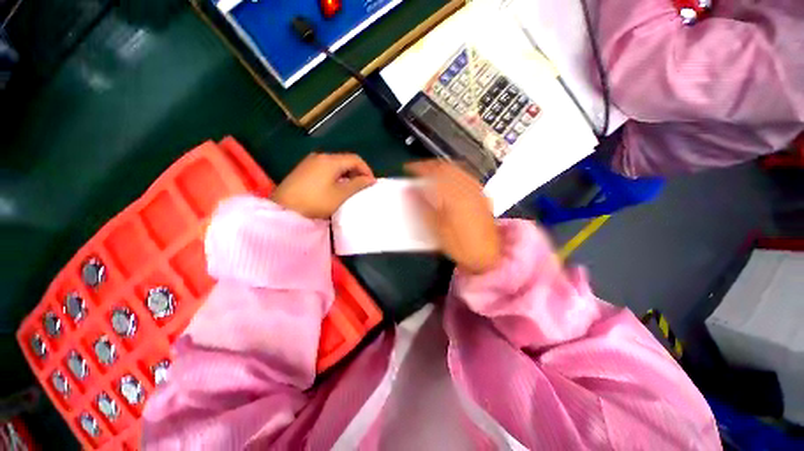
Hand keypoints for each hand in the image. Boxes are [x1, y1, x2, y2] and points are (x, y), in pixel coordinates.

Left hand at [271, 152, 375, 218]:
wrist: (284, 209)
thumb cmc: (316, 201)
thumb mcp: (341, 195)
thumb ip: (358, 185)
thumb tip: (370, 179)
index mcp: (330, 160)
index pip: (355, 159)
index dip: (366, 170)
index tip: (371, 184)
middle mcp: (320, 156)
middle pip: (345, 160)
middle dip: (357, 172)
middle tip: (362, 187)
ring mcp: (309, 162)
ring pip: (335, 165)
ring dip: (346, 175)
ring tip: (350, 189)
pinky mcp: (303, 170)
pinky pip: (325, 169)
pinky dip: (335, 176)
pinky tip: (335, 188)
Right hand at [406, 160, 500, 273]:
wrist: (488, 255)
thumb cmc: (459, 245)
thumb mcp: (436, 230)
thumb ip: (423, 207)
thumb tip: (409, 190)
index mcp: (454, 197)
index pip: (434, 173)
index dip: (419, 168)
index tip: (407, 169)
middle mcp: (467, 188)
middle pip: (446, 167)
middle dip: (429, 165)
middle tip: (417, 170)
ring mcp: (477, 190)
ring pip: (457, 169)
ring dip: (441, 167)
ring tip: (430, 173)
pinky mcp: (482, 194)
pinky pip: (465, 175)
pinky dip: (453, 172)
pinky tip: (449, 179)